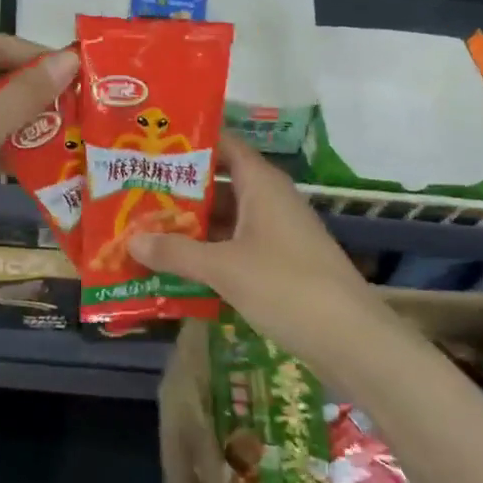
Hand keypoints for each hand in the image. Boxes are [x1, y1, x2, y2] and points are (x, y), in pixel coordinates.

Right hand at [127, 133, 380, 362]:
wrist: (351, 340)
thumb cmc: (286, 286)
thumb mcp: (223, 268)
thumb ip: (176, 252)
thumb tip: (131, 240)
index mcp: (261, 184)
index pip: (224, 145)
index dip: (190, 143)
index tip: (151, 146)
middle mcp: (270, 200)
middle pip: (220, 183)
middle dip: (180, 190)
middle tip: (135, 192)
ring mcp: (277, 233)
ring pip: (227, 218)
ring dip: (192, 225)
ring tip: (146, 229)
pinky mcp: (281, 264)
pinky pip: (236, 246)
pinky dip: (209, 252)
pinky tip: (177, 266)